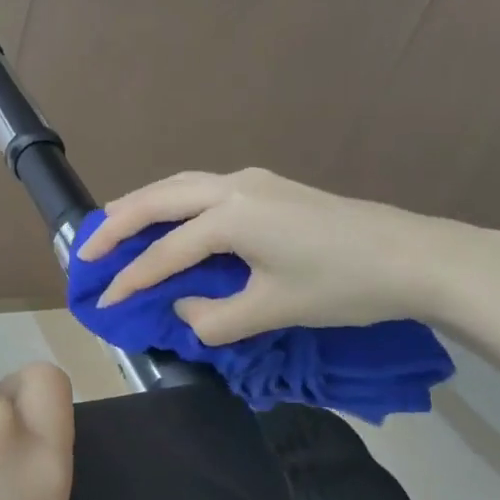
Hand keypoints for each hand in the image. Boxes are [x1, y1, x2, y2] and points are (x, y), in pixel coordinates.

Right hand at [80, 168, 499, 343]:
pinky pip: (200, 187)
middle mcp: (232, 188)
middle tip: (84, 250)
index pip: (166, 252)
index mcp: (231, 218)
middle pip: (158, 199)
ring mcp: (251, 181)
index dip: (132, 280)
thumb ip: (216, 318)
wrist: (415, 257)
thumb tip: (184, 311)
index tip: (104, 302)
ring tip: (110, 224)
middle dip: (116, 224)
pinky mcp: (266, 185)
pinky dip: (170, 201)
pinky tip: (167, 217)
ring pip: (178, 185)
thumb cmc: (344, 286)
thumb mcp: (275, 310)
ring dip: (141, 205)